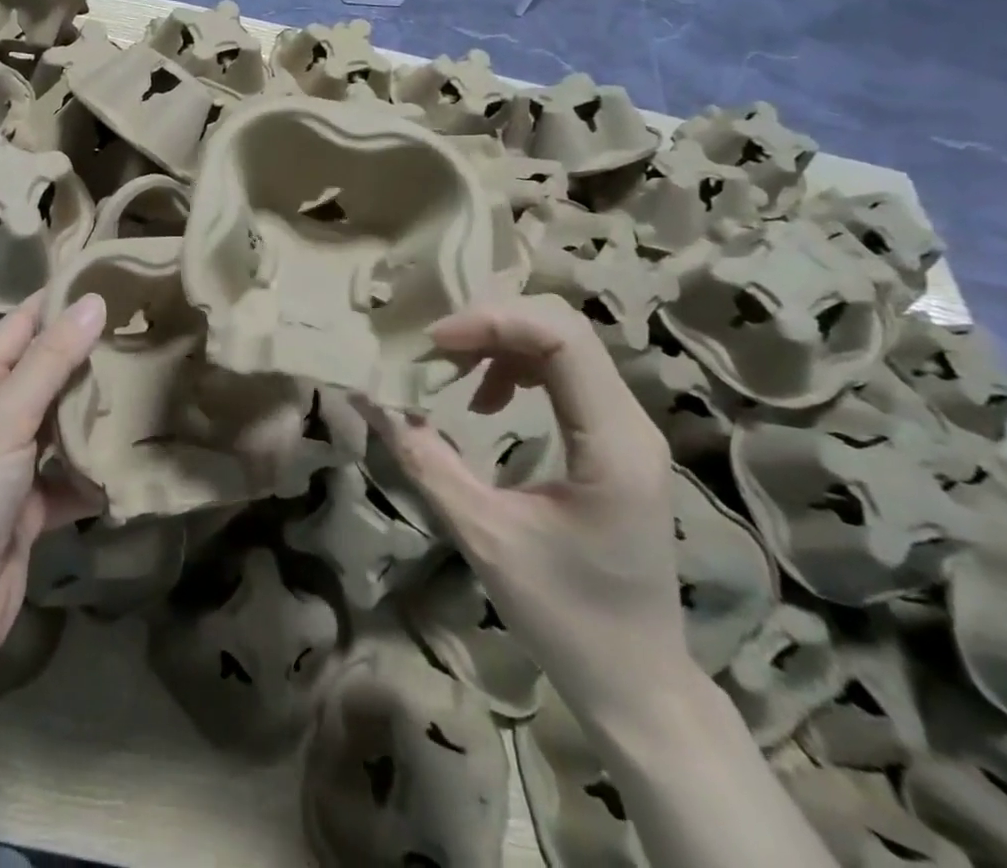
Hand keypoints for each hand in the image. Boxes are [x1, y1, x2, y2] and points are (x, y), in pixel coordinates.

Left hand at [0, 291, 106, 677]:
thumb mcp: (6, 416)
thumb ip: (50, 360)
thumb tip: (93, 301)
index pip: (19, 326)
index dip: (55, 301)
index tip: (106, 279)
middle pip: (46, 372)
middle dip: (87, 354)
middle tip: (142, 330)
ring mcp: (13, 464)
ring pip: (63, 423)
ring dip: (96, 411)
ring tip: (149, 384)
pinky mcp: (33, 506)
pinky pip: (72, 476)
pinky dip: (96, 471)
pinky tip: (132, 460)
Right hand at [361, 294, 689, 720]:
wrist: (637, 684)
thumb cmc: (565, 617)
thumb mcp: (483, 535)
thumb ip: (423, 458)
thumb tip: (369, 398)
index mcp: (611, 444)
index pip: (562, 338)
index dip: (492, 322)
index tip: (434, 343)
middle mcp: (630, 422)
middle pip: (562, 327)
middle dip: (491, 324)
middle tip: (436, 351)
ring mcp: (626, 429)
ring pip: (562, 343)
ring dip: (500, 343)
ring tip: (454, 373)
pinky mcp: (613, 439)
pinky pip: (564, 372)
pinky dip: (515, 366)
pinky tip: (486, 401)